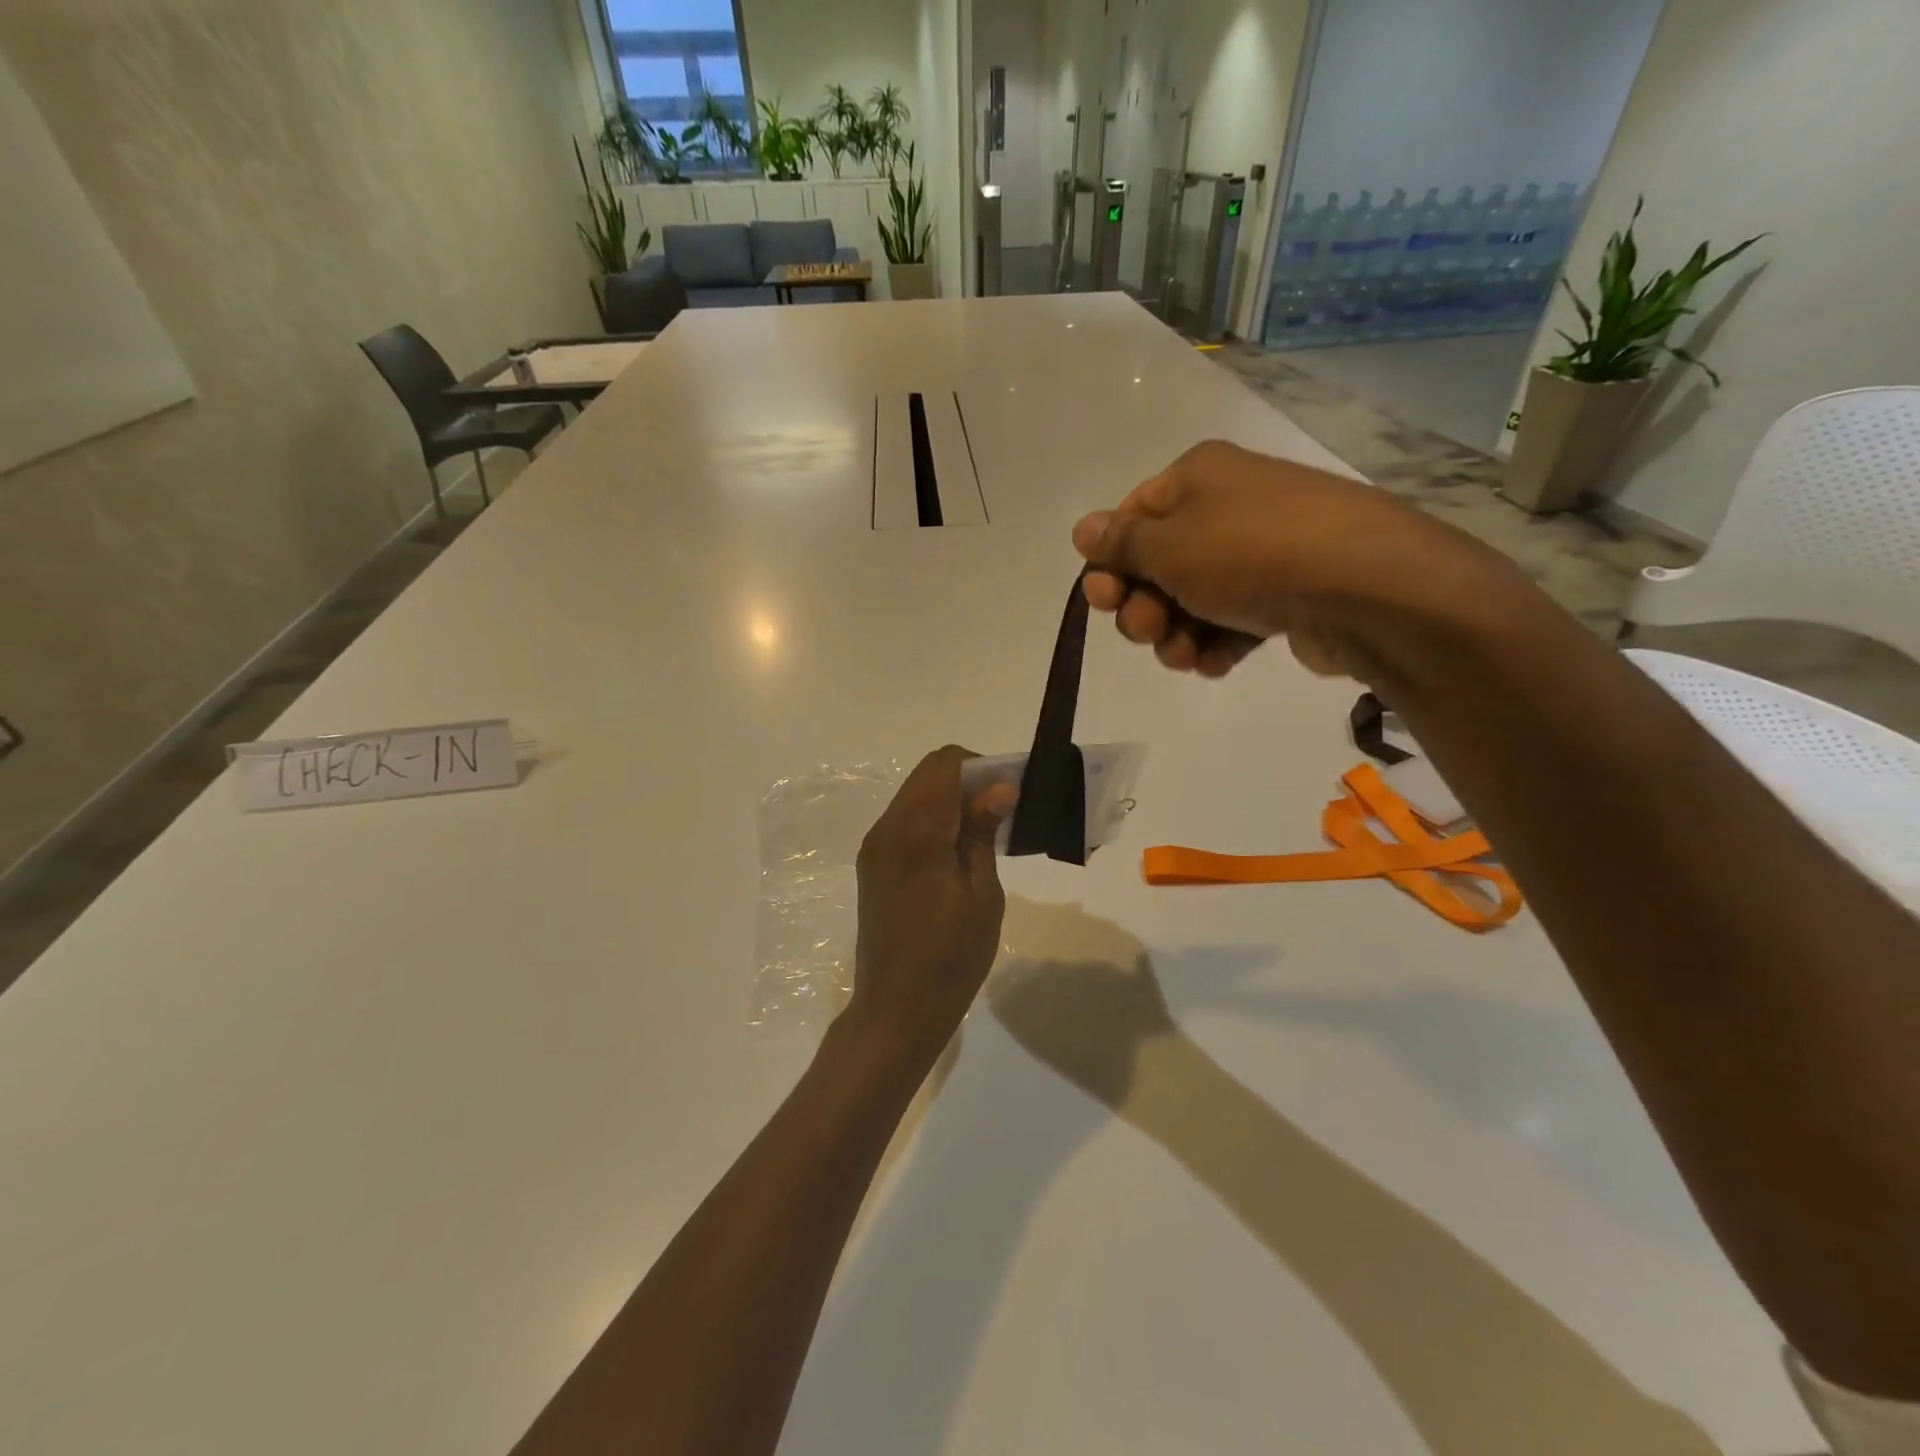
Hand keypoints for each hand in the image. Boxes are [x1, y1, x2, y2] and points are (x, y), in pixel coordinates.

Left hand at [845, 746, 1016, 1062]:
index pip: (944, 764)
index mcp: (915, 833)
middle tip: (1001, 813)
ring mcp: (875, 847)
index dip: (980, 766)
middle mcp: (886, 829)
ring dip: (949, 801)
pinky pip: (905, 822)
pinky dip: (933, 821)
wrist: (896, 1010)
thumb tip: (998, 789)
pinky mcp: (872, 865)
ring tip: (982, 835)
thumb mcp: (982, 895)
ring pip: (914, 797)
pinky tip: (957, 853)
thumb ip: (983, 833)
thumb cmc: (951, 957)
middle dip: (967, 780)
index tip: (1007, 792)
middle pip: (927, 776)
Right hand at [1072, 439, 1529, 692]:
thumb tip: (1083, 528)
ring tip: (1185, 655)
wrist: (1366, 587)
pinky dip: (1215, 643)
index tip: (1104, 601)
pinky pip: (1231, 620)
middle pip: (1158, 564)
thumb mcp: (1169, 546)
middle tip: (1149, 629)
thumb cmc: (1251, 553)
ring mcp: (1260, 553)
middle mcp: (1228, 507)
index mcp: (1197, 477)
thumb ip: (1121, 543)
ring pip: (1191, 600)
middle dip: (1143, 606)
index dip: (1110, 562)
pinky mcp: (1285, 596)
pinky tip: (1216, 663)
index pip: (1131, 517)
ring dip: (1174, 634)